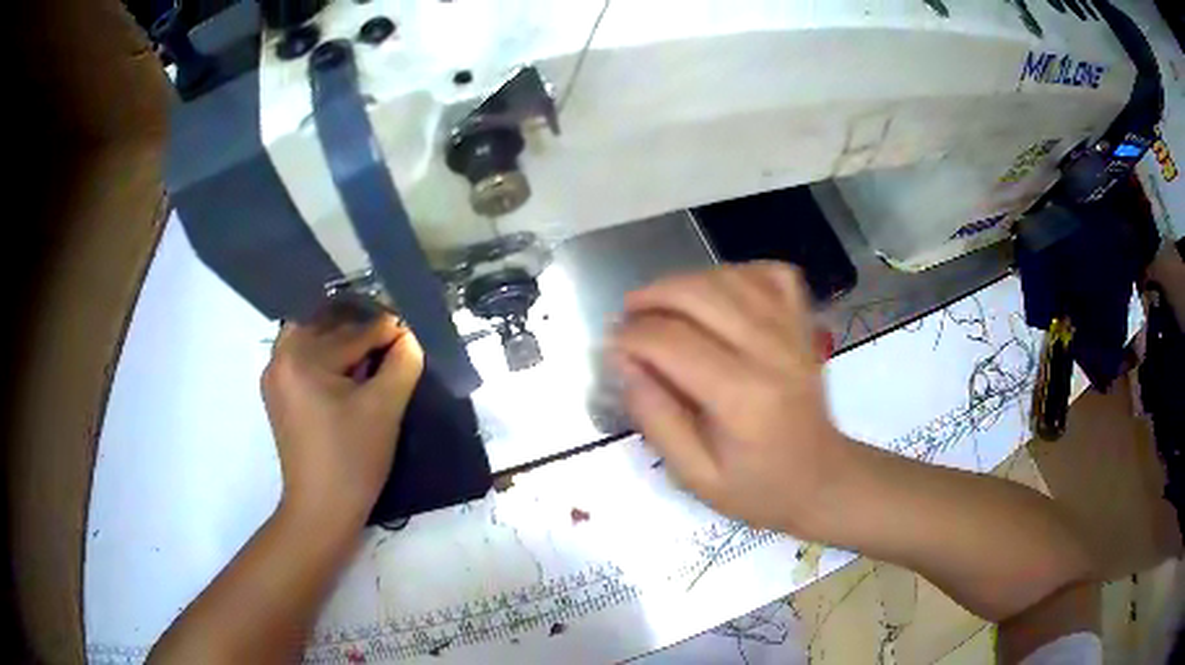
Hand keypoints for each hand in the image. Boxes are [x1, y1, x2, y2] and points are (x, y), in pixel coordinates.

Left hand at [261, 308, 422, 522]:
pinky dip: (326, 357)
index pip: (354, 331)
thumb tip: (407, 336)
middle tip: (392, 346)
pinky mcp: (277, 394)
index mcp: (301, 356)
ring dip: (342, 341)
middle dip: (362, 332)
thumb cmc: (353, 460)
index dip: (388, 332)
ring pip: (313, 339)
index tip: (413, 337)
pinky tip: (346, 374)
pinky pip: (303, 358)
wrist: (321, 510)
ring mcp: (274, 376)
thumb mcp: (385, 408)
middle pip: (329, 327)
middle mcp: (280, 356)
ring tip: (369, 357)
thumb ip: (402, 362)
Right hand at [610, 263, 852, 535]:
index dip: (630, 337)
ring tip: (660, 305)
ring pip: (729, 277)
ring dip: (684, 282)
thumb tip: (624, 362)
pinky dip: (736, 273)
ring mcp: (792, 331)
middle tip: (628, 318)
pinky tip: (717, 295)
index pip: (671, 342)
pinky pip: (769, 273)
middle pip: (699, 294)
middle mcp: (770, 351)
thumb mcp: (694, 475)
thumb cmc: (756, 488)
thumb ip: (655, 418)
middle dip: (650, 297)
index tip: (611, 347)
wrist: (821, 479)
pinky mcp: (803, 323)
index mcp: (742, 397)